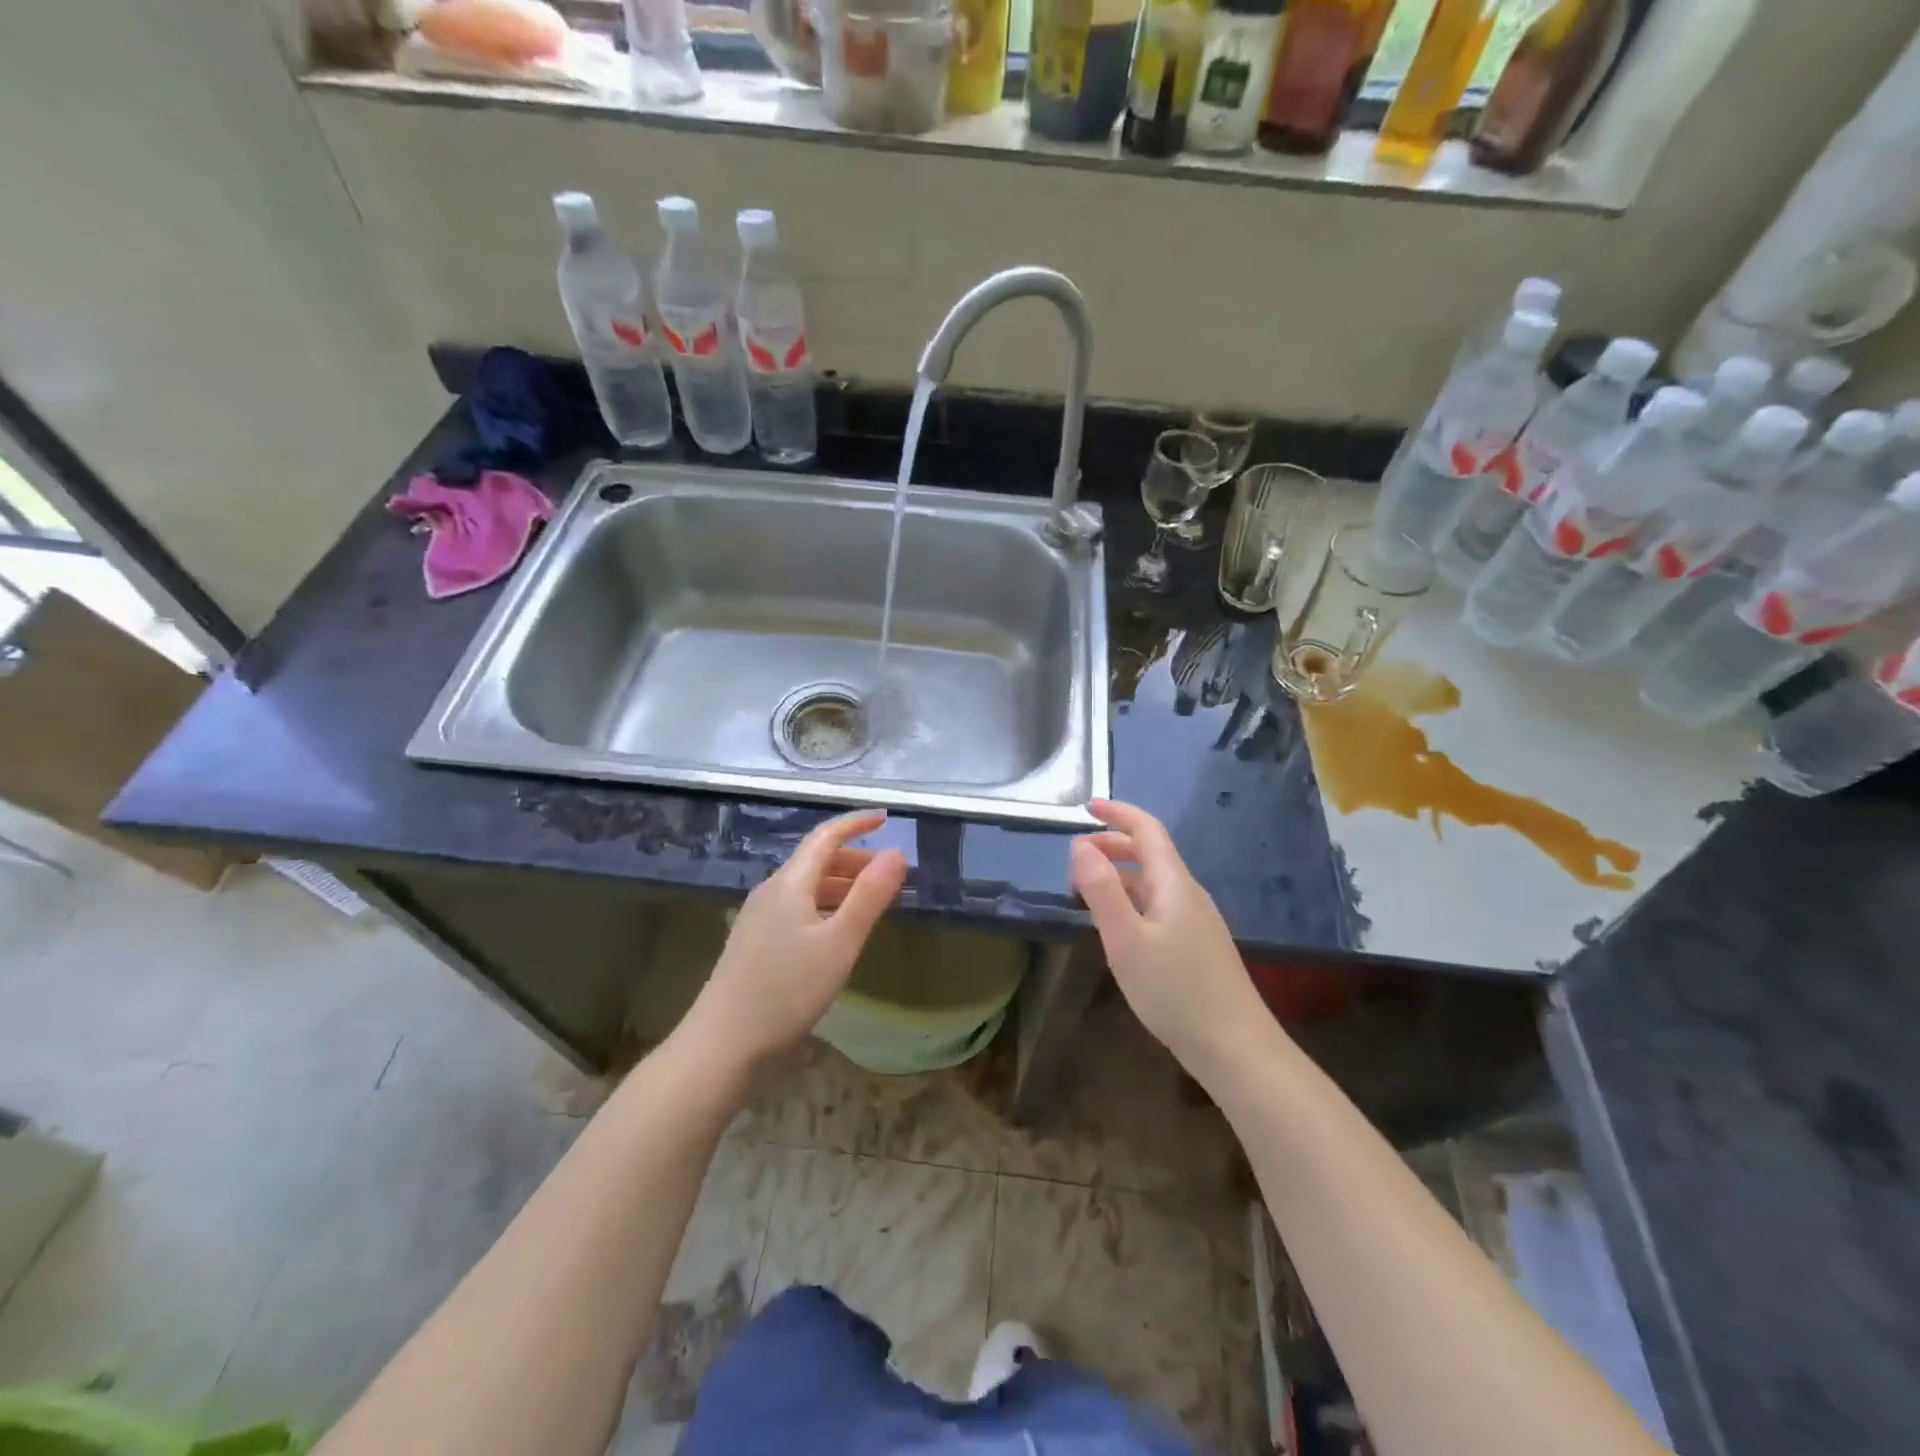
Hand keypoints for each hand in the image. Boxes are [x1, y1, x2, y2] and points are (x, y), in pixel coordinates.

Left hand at [683, 809, 907, 1075]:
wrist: (723, 1047)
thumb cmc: (786, 991)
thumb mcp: (839, 943)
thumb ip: (870, 896)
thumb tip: (897, 853)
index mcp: (789, 883)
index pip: (825, 837)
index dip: (856, 824)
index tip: (886, 818)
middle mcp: (771, 892)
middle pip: (816, 861)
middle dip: (856, 859)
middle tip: (892, 874)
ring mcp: (759, 919)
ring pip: (808, 888)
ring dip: (843, 886)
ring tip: (874, 902)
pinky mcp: (756, 945)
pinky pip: (798, 909)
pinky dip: (827, 907)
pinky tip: (839, 933)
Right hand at [1069, 799, 1269, 1074]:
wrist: (1235, 1047)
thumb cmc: (1175, 990)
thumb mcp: (1126, 939)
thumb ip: (1101, 890)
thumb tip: (1080, 846)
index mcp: (1173, 883)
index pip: (1147, 830)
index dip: (1118, 813)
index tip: (1087, 806)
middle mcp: (1188, 893)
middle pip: (1150, 853)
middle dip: (1113, 844)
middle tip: (1076, 855)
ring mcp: (1197, 920)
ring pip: (1153, 882)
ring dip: (1119, 875)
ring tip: (1086, 890)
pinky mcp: (1197, 945)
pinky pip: (1159, 905)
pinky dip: (1131, 899)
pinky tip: (1118, 925)